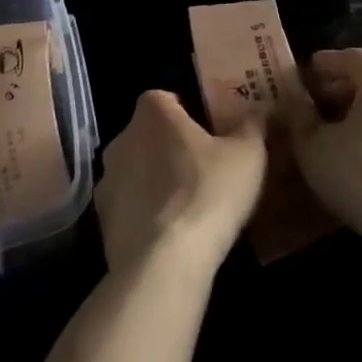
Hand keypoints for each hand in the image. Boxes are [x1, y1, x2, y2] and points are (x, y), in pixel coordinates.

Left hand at [95, 91, 266, 276]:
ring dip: (155, 180)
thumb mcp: (248, 155)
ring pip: (136, 170)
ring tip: (187, 204)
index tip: (206, 130)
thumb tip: (259, 109)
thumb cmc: (208, 193)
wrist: (164, 263)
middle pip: (149, 133)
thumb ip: (253, 125)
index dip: (185, 111)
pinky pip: (128, 206)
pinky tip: (169, 233)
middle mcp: (123, 138)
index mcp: (154, 113)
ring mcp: (107, 180)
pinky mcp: (102, 221)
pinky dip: (144, 213)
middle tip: (202, 167)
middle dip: (170, 146)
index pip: (165, 98)